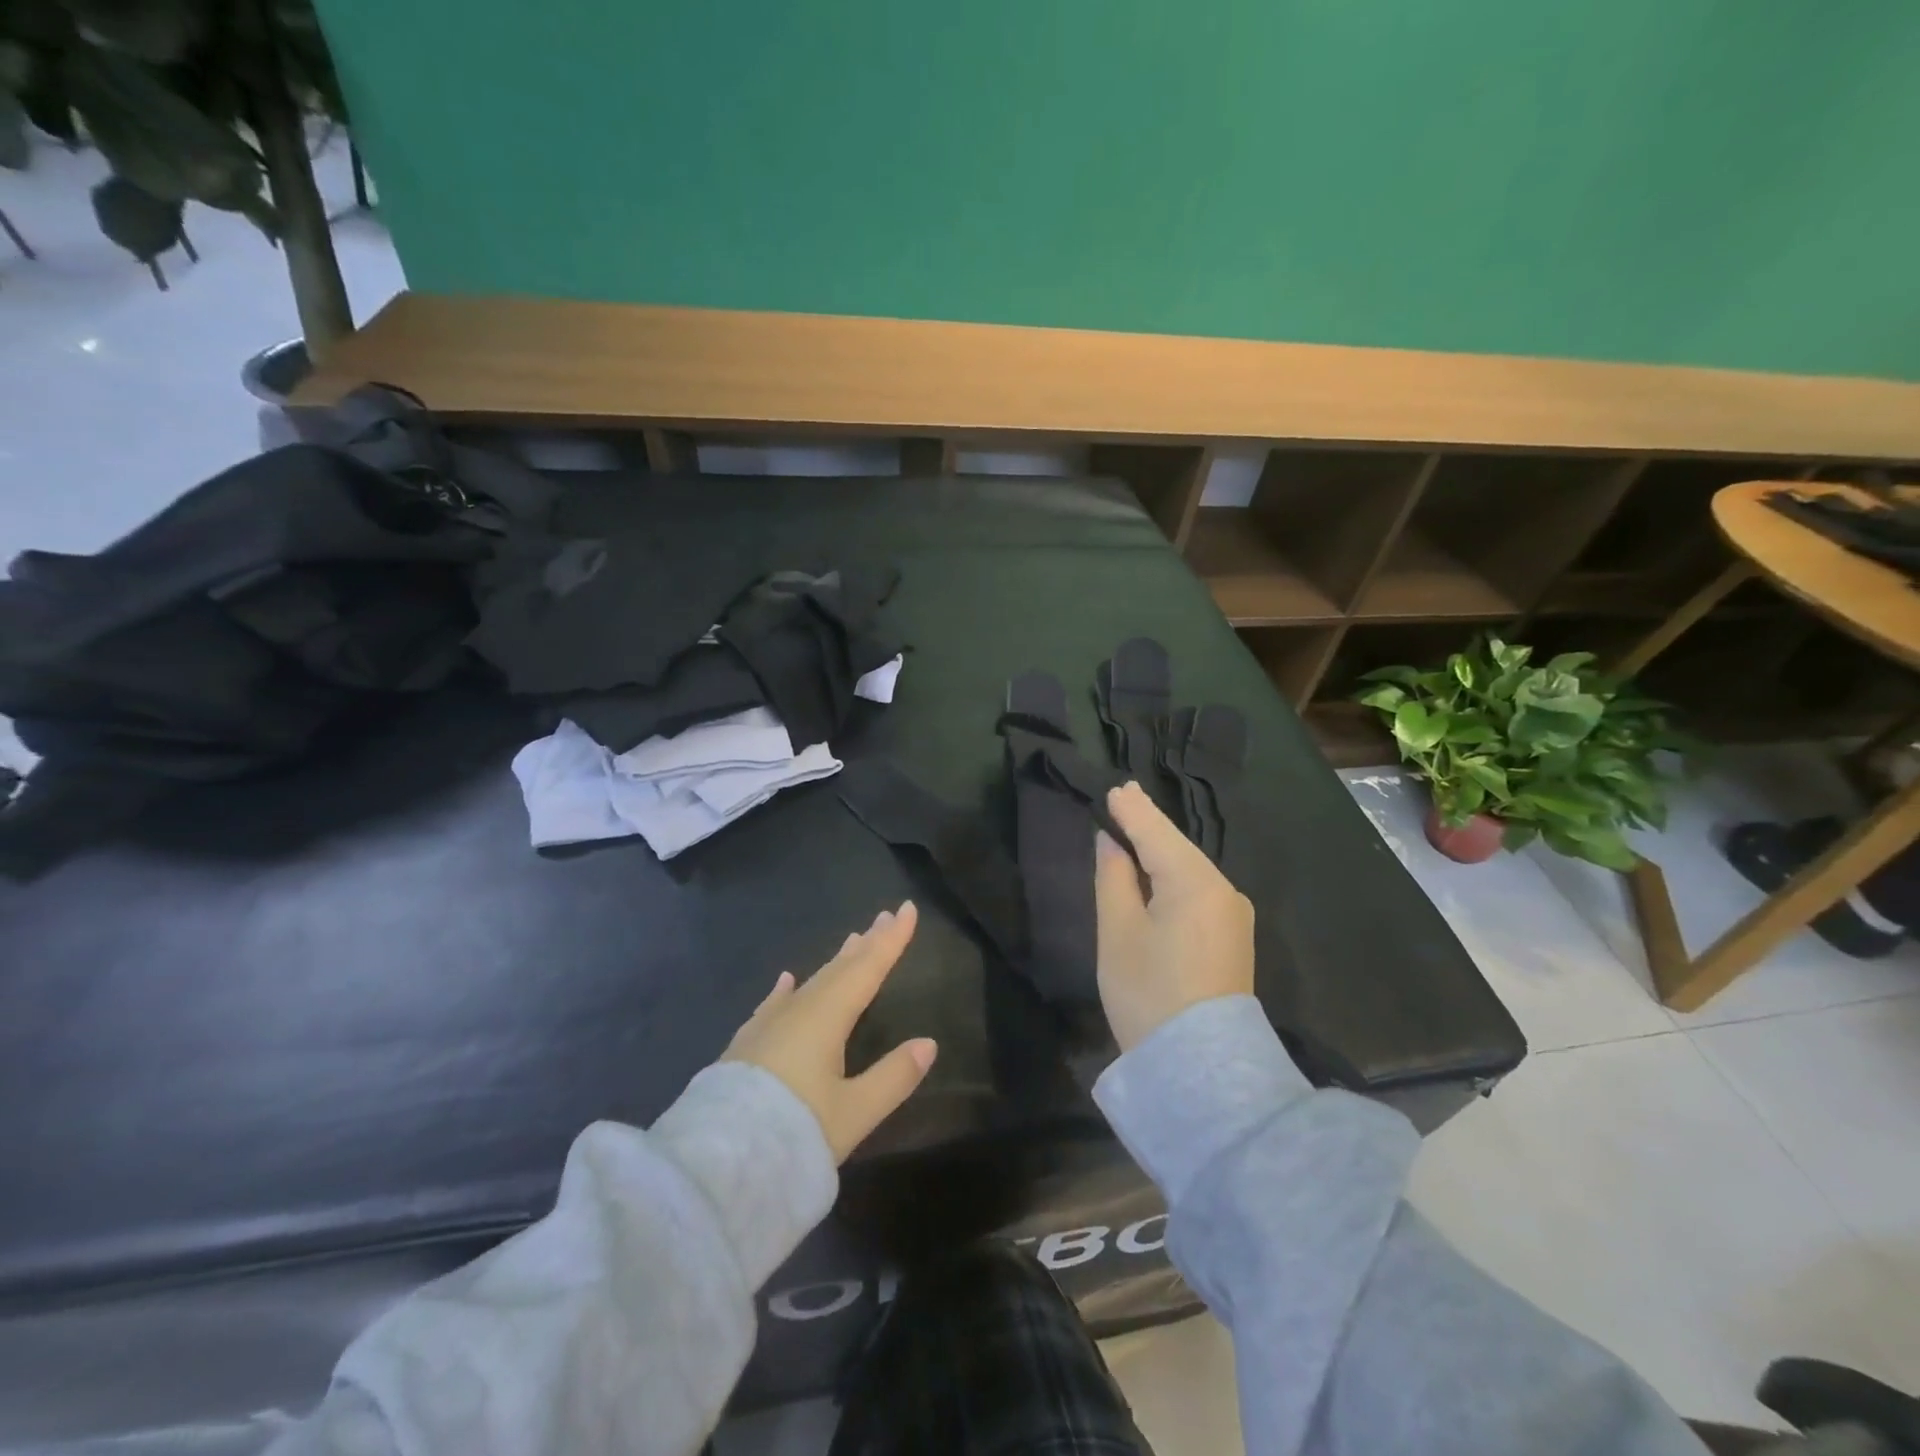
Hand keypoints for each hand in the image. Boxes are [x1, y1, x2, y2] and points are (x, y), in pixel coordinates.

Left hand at [723, 902, 937, 1162]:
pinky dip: (787, 989)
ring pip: (811, 982)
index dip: (891, 940)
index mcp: (827, 1018)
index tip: (907, 909)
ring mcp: (768, 1025)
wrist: (716, 1164)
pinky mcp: (746, 1045)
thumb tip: (929, 1043)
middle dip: (867, 943)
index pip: (868, 969)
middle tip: (885, 917)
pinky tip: (787, 980)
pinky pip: (775, 1003)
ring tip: (852, 940)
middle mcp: (798, 1011)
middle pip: (840, 969)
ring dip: (836, 962)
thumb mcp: (854, 1113)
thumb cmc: (793, 1134)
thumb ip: (893, 1077)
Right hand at [1094, 781, 1254, 1051]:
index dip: (1132, 810)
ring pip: (1189, 869)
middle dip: (1147, 825)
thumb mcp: (1118, 932)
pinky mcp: (1234, 937)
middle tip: (1121, 798)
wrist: (1202, 1070)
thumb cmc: (1149, 995)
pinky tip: (1157, 870)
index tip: (1114, 788)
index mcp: (1195, 882)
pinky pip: (1198, 891)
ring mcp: (1234, 915)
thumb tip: (1112, 843)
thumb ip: (1113, 878)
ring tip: (1133, 827)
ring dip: (1160, 850)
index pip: (1157, 832)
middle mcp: (1224, 890)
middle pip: (1177, 848)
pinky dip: (1174, 876)